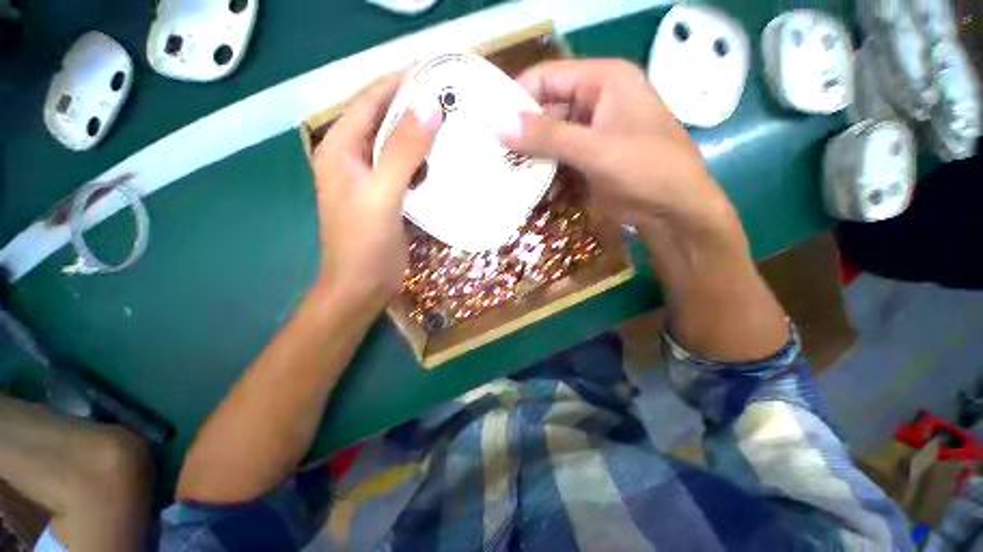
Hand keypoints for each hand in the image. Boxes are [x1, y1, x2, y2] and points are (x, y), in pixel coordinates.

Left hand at [310, 75, 440, 305]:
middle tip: (452, 100)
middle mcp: (354, 158)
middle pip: (385, 121)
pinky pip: (408, 169)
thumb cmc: (364, 244)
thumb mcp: (382, 195)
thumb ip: (403, 152)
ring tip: (454, 125)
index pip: (369, 102)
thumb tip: (428, 108)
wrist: (362, 286)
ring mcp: (372, 179)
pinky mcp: (389, 196)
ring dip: (423, 135)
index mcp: (341, 150)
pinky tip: (445, 160)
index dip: (398, 83)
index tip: (434, 72)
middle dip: (414, 108)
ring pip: (398, 145)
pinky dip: (425, 161)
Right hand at [496, 59, 733, 235]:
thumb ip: (548, 136)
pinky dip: (547, 177)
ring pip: (550, 141)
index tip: (488, 124)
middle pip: (546, 111)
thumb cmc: (645, 170)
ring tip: (508, 178)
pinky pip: (559, 162)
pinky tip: (534, 193)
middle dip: (522, 137)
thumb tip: (500, 126)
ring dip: (533, 161)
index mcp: (603, 82)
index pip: (547, 77)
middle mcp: (595, 102)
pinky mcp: (589, 160)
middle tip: (494, 158)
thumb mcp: (596, 150)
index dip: (516, 98)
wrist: (673, 211)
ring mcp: (592, 134)